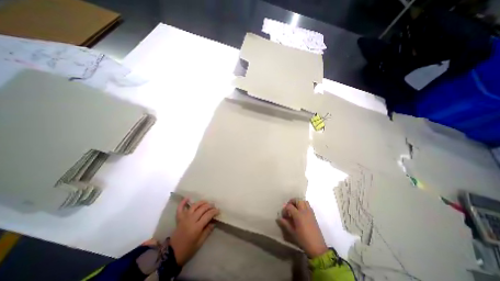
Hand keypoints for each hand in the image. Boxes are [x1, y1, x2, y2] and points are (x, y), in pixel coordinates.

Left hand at [170, 198, 218, 264]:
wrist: (172, 254)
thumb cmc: (188, 250)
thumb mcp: (200, 243)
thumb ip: (207, 231)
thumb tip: (214, 222)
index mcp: (196, 228)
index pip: (207, 215)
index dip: (214, 212)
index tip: (218, 211)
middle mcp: (190, 220)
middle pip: (202, 209)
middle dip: (209, 206)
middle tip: (214, 206)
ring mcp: (184, 218)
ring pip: (194, 206)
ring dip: (201, 202)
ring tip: (206, 202)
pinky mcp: (179, 219)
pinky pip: (180, 208)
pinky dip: (183, 202)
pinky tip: (188, 198)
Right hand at [277, 199, 328, 257]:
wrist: (317, 247)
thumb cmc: (303, 240)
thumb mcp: (292, 233)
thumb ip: (285, 224)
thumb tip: (278, 218)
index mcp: (298, 215)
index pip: (289, 206)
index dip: (285, 209)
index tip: (284, 216)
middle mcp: (304, 211)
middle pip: (297, 200)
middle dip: (291, 202)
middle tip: (288, 208)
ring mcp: (310, 212)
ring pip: (303, 201)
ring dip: (298, 202)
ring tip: (294, 209)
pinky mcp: (313, 215)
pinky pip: (308, 205)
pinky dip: (303, 205)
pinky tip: (301, 212)